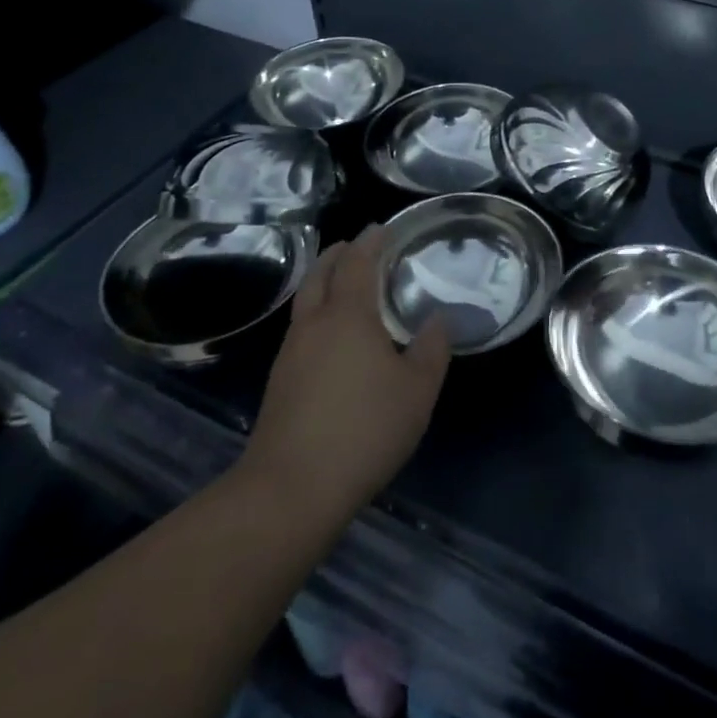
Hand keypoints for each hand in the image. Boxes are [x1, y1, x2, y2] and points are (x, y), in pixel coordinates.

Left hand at [242, 227, 449, 519]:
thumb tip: (438, 320)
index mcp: (348, 316)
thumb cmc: (364, 429)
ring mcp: (290, 354)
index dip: (369, 242)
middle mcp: (314, 325)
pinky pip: (300, 329)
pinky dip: (316, 313)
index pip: (357, 263)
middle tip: (354, 245)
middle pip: (320, 275)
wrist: (290, 489)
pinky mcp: (279, 383)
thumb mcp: (417, 391)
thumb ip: (431, 350)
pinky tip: (331, 336)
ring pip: (305, 301)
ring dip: (322, 282)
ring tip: (343, 283)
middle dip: (337, 254)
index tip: (381, 228)